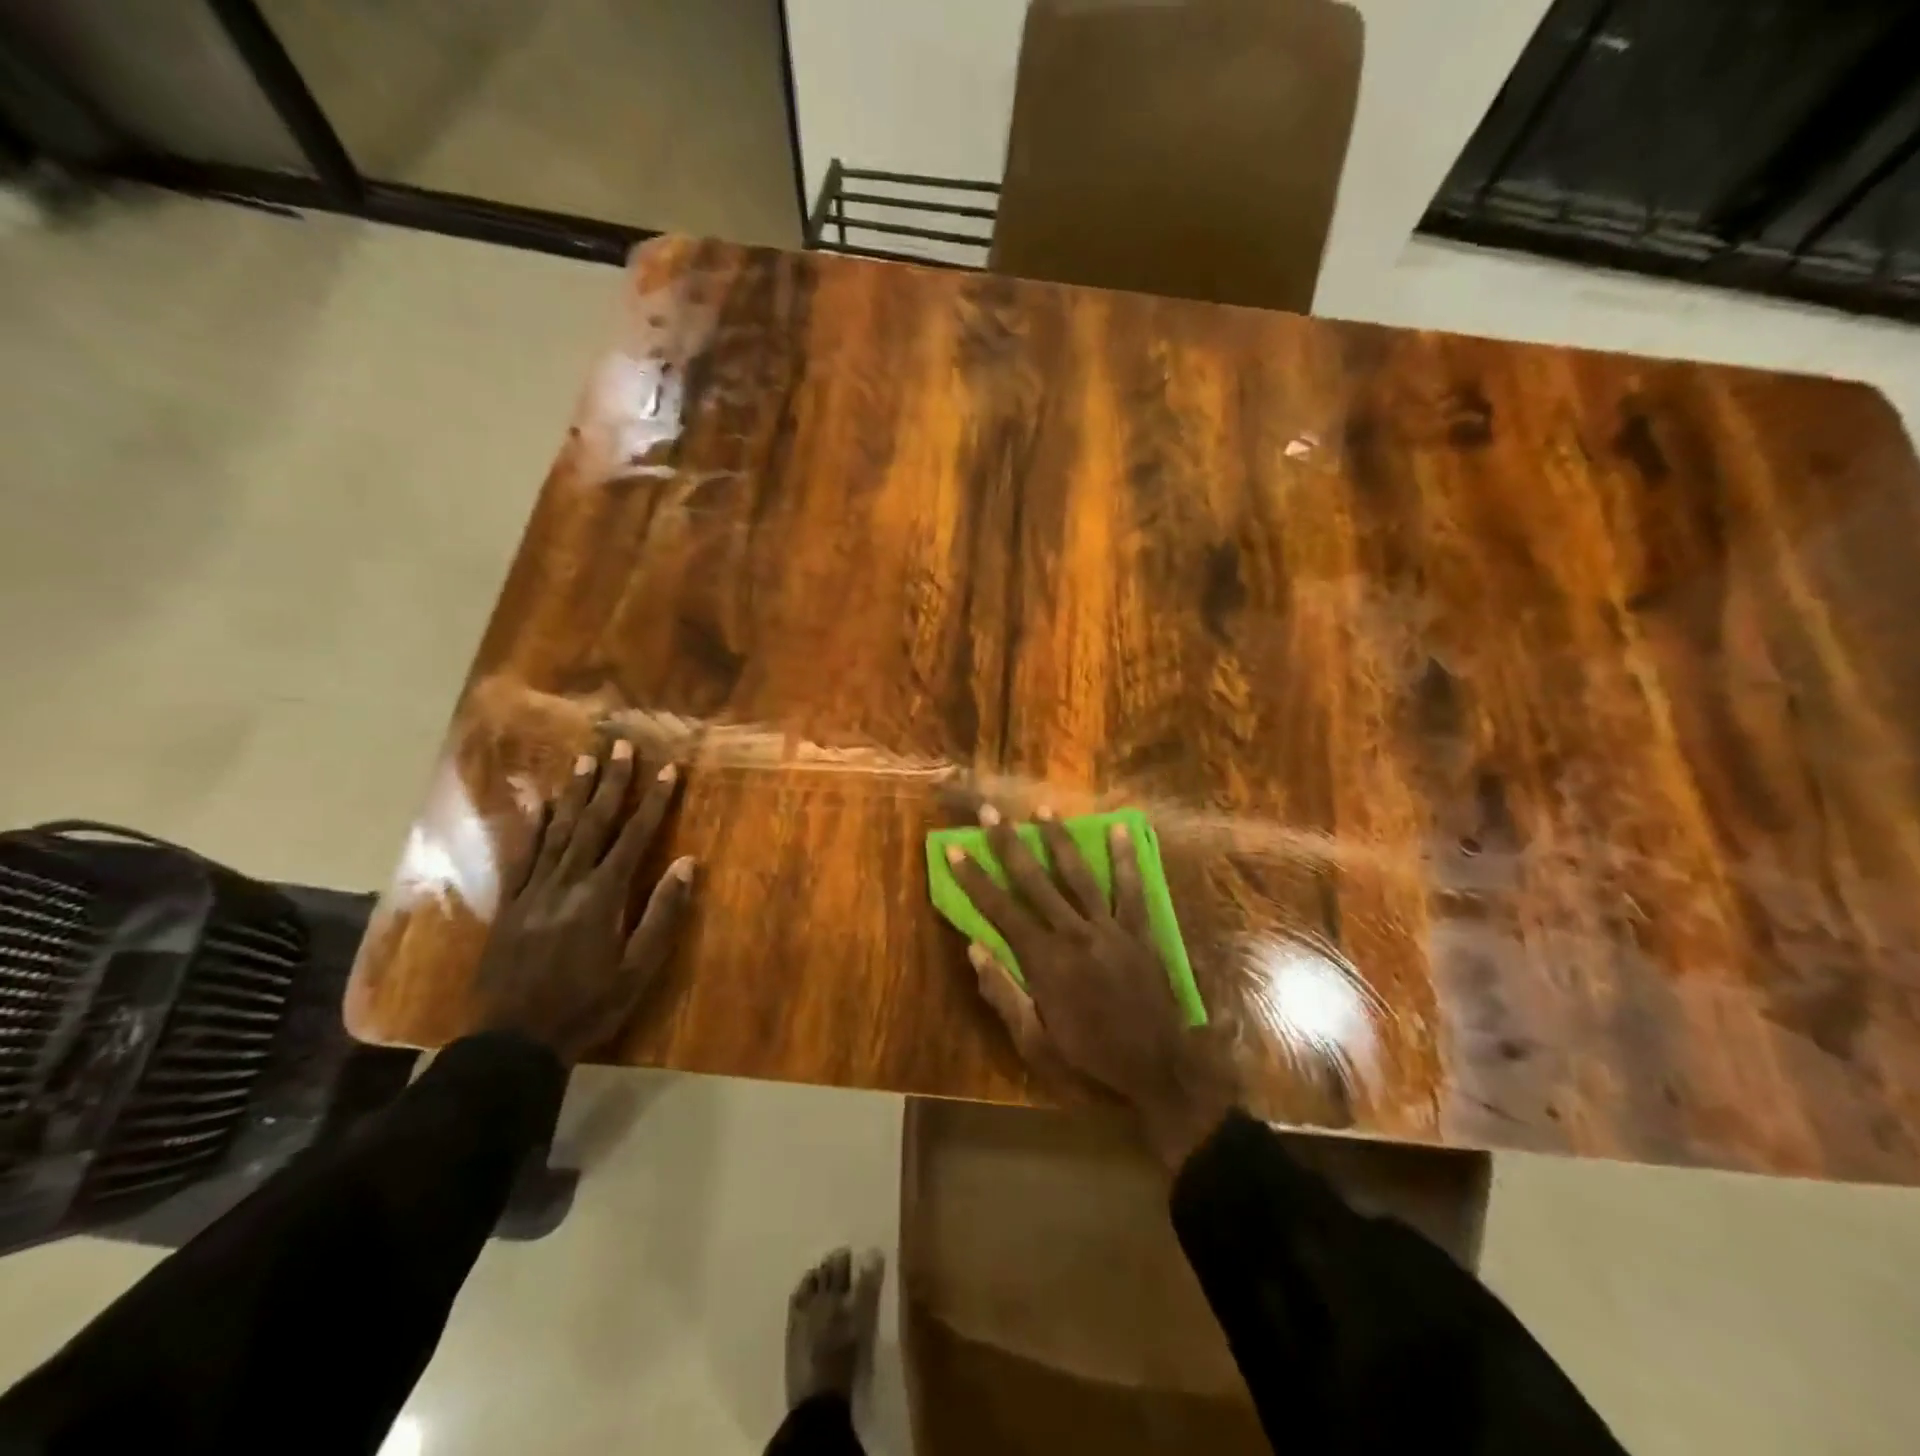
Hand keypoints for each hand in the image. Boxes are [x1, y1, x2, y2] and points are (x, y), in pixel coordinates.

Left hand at [473, 738, 694, 1063]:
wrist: (514, 1039)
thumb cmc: (588, 1005)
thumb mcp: (638, 968)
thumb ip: (662, 913)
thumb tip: (686, 863)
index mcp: (603, 896)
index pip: (634, 837)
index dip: (653, 802)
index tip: (668, 770)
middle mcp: (568, 882)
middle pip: (594, 822)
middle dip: (612, 782)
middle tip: (621, 745)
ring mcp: (535, 889)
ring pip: (558, 830)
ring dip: (575, 793)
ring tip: (585, 760)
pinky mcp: (511, 902)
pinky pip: (523, 855)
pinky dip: (533, 826)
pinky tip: (540, 804)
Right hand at [944, 805, 1235, 1168]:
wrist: (1157, 1069)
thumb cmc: (1089, 1058)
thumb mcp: (1034, 1041)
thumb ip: (1003, 993)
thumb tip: (974, 948)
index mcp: (1044, 961)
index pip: (1000, 910)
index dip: (974, 878)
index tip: (955, 848)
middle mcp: (1074, 934)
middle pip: (1034, 881)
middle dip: (1009, 843)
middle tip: (991, 810)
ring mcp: (1110, 928)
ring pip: (1078, 875)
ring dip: (1058, 839)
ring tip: (1042, 807)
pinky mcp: (1140, 931)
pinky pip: (1131, 888)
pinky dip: (1124, 859)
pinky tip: (1119, 829)